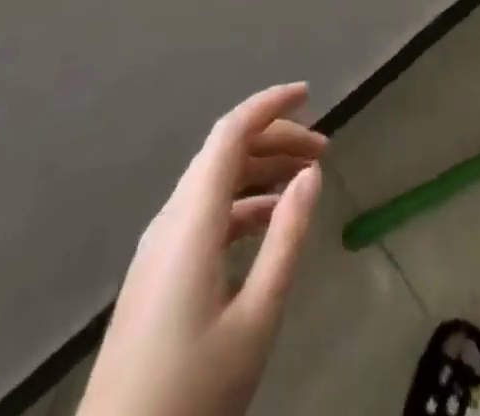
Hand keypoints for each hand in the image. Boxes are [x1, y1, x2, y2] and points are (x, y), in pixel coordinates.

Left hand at [78, 84, 326, 415]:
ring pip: (214, 182)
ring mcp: (158, 248)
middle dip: (275, 139)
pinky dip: (242, 202)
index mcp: (191, 222)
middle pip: (224, 152)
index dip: (269, 105)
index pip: (230, 133)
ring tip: (305, 180)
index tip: (309, 94)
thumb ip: (286, 239)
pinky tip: (270, 223)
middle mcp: (170, 221)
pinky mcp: (156, 274)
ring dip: (260, 170)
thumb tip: (310, 174)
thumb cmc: (191, 393)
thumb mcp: (255, 319)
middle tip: (323, 150)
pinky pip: (203, 213)